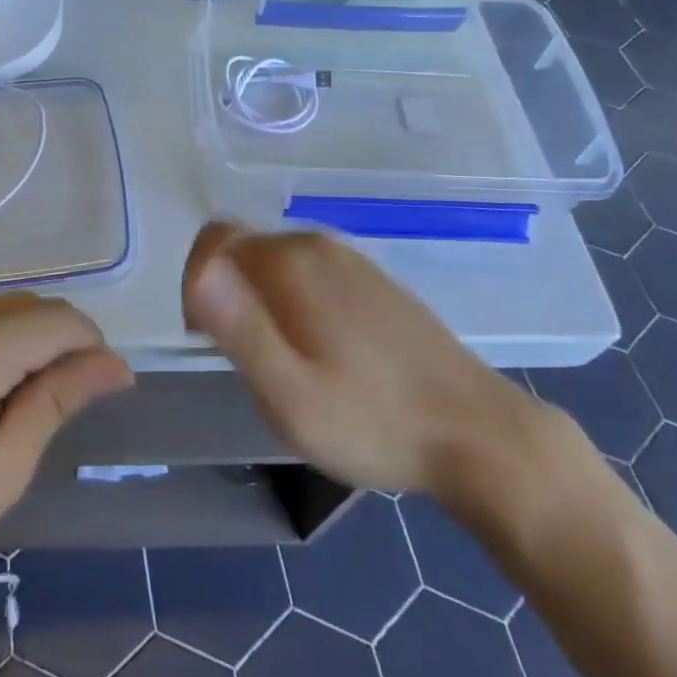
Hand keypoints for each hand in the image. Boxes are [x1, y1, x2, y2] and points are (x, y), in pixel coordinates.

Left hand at [0, 295, 133, 619]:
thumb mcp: (2, 470)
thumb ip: (59, 399)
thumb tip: (116, 364)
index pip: (57, 320)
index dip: (89, 345)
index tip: (98, 384)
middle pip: (22, 304)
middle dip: (52, 339)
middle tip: (51, 399)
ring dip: (11, 335)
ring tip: (1, 398)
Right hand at [182, 223, 547, 515]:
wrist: (479, 435)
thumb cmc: (372, 421)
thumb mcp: (288, 393)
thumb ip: (237, 326)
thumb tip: (198, 269)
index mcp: (291, 261)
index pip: (214, 242)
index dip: (197, 286)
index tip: (210, 340)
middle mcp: (319, 245)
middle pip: (245, 252)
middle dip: (229, 296)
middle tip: (250, 363)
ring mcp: (353, 261)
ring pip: (278, 265)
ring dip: (263, 303)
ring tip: (286, 366)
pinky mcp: (376, 282)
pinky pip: (312, 276)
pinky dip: (296, 304)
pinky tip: (326, 357)